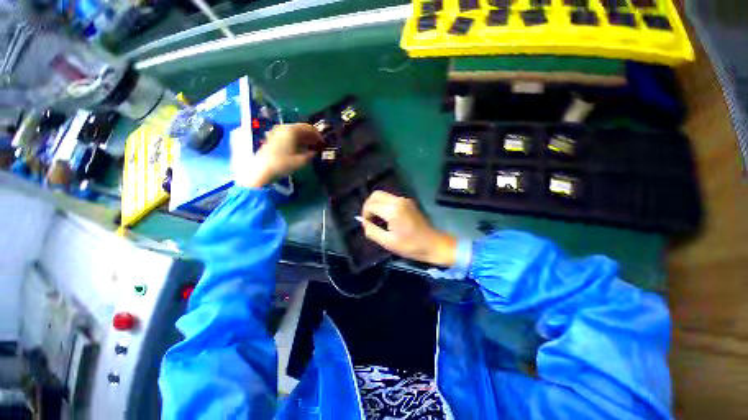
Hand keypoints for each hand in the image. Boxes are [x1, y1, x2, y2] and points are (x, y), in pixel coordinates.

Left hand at [235, 123, 322, 187]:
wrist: (262, 169)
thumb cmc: (283, 163)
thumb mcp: (301, 161)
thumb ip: (310, 155)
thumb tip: (315, 152)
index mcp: (292, 130)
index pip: (308, 128)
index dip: (317, 134)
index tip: (323, 141)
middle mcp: (284, 128)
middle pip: (301, 129)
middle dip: (310, 136)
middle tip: (318, 144)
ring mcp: (277, 132)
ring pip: (294, 133)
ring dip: (304, 139)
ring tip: (311, 147)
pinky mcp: (273, 139)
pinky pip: (288, 136)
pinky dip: (296, 141)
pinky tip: (300, 149)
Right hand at [358, 191, 456, 266]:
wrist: (433, 244)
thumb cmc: (410, 246)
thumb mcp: (387, 242)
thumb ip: (371, 231)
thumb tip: (362, 221)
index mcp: (393, 210)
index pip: (370, 205)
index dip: (365, 214)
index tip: (366, 224)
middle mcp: (398, 201)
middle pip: (376, 194)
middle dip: (368, 205)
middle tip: (368, 218)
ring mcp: (404, 200)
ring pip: (383, 195)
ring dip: (376, 204)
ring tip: (376, 218)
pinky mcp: (408, 202)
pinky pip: (390, 198)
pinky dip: (383, 204)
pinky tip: (385, 216)